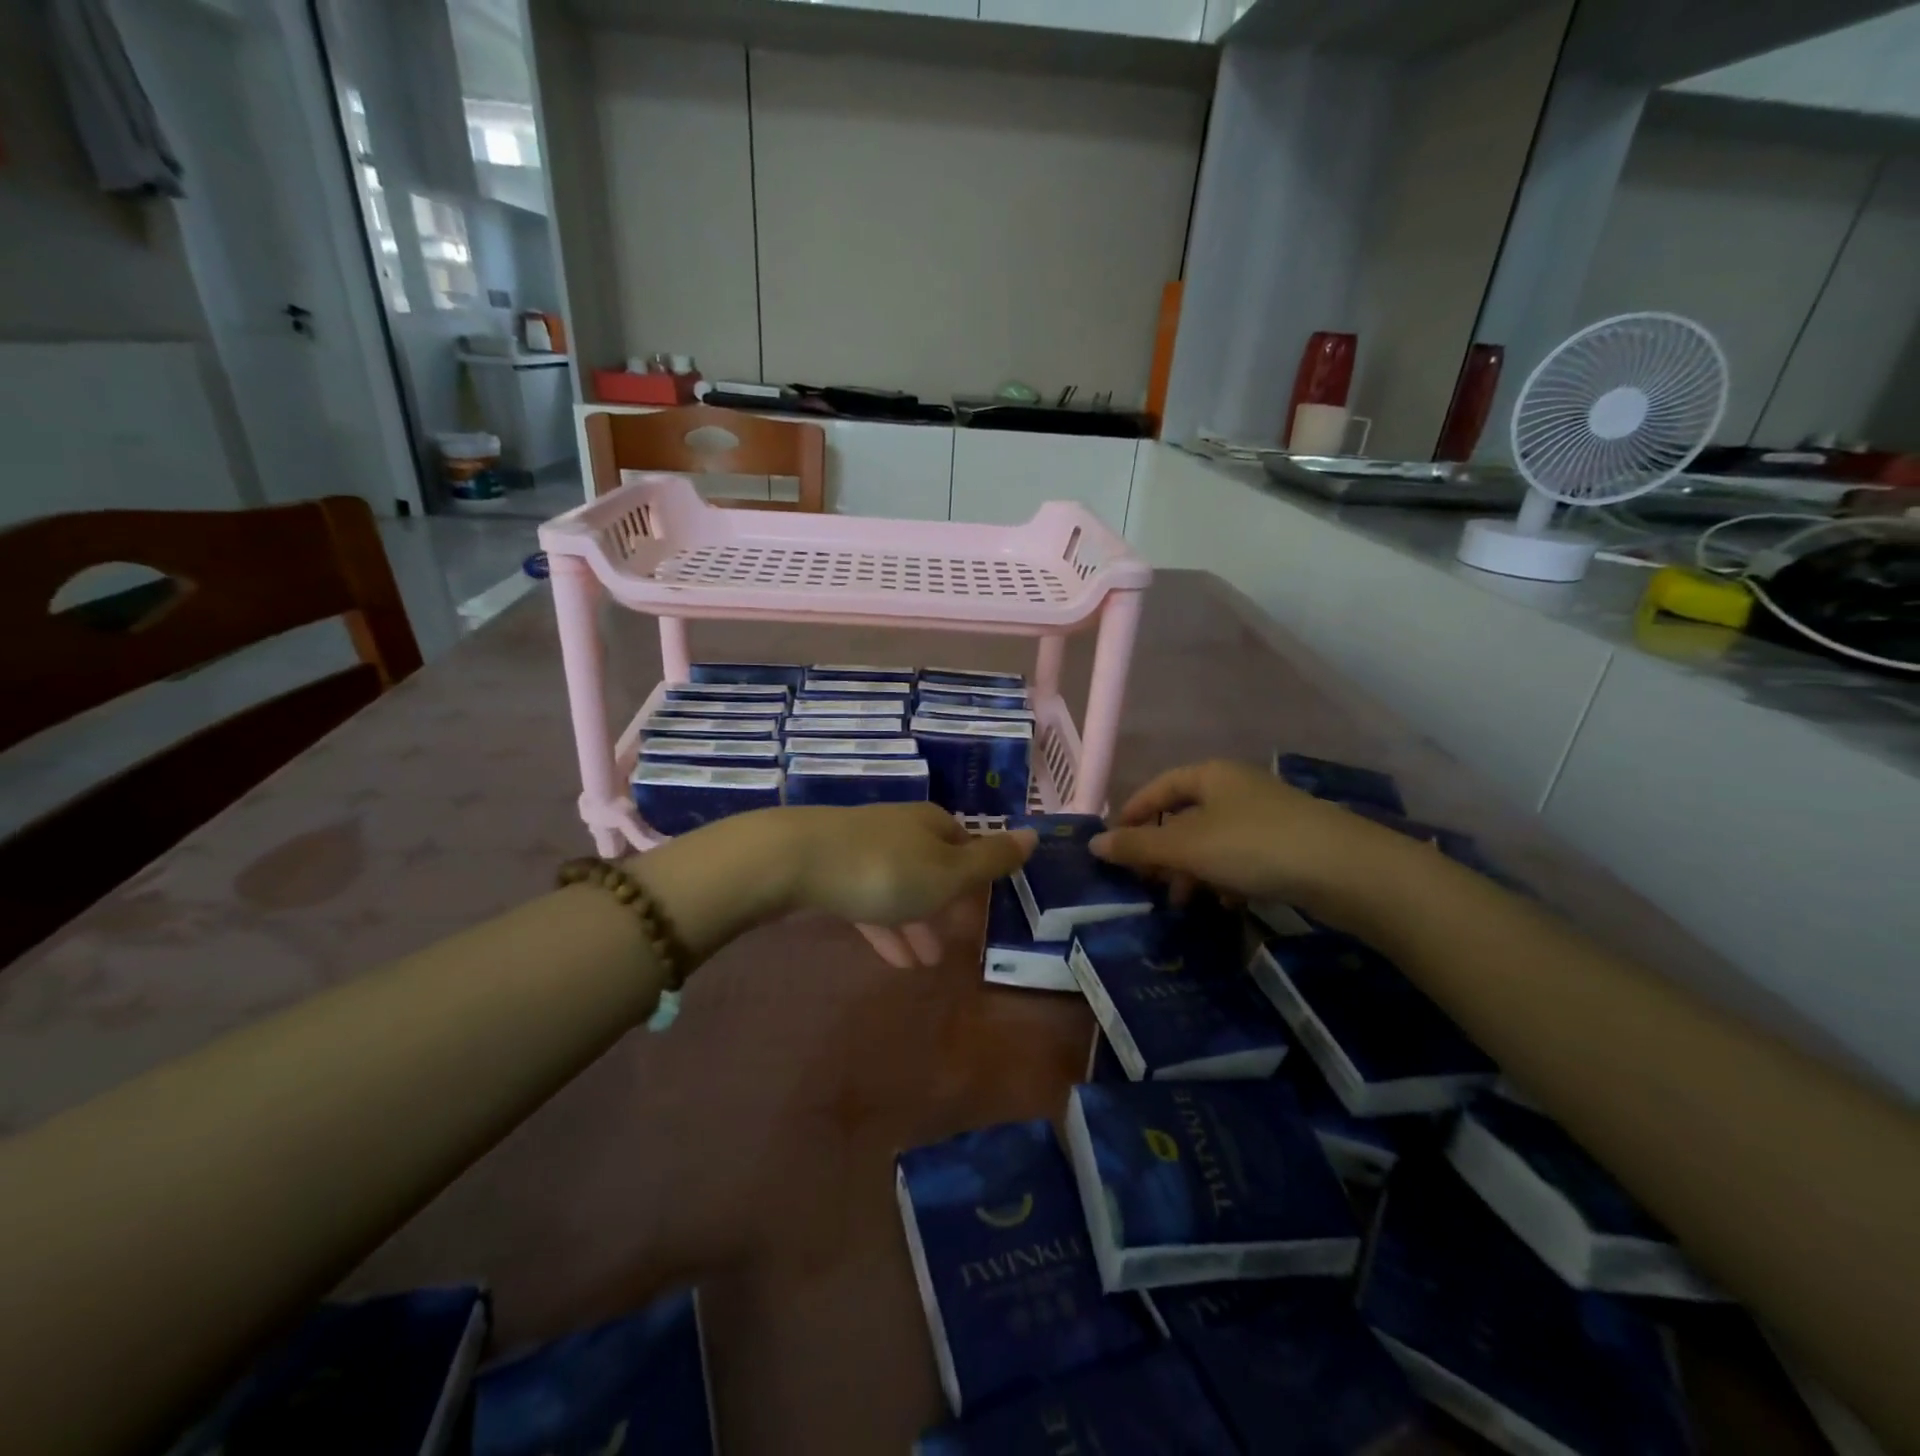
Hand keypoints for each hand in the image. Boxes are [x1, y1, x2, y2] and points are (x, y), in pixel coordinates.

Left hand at [630, 805, 1032, 971]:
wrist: (794, 861)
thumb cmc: (885, 869)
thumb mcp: (948, 872)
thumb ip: (991, 860)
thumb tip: (1034, 834)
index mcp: (932, 825)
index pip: (965, 844)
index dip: (978, 876)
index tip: (985, 909)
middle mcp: (901, 831)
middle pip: (933, 868)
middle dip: (946, 906)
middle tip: (959, 943)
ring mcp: (864, 850)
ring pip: (902, 889)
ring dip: (917, 924)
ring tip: (929, 964)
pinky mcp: (833, 872)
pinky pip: (870, 903)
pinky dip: (886, 928)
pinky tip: (895, 961)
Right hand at [1090, 759, 1413, 925]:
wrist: (1346, 869)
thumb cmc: (1254, 846)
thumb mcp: (1186, 847)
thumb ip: (1138, 846)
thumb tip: (1094, 844)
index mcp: (1210, 776)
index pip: (1157, 789)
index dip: (1132, 815)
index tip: (1114, 848)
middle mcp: (1237, 788)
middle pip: (1184, 817)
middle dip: (1163, 852)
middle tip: (1148, 883)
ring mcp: (1266, 816)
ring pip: (1213, 842)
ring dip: (1192, 871)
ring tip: (1186, 902)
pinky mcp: (1289, 845)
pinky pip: (1242, 859)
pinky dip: (1226, 878)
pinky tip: (1227, 903)